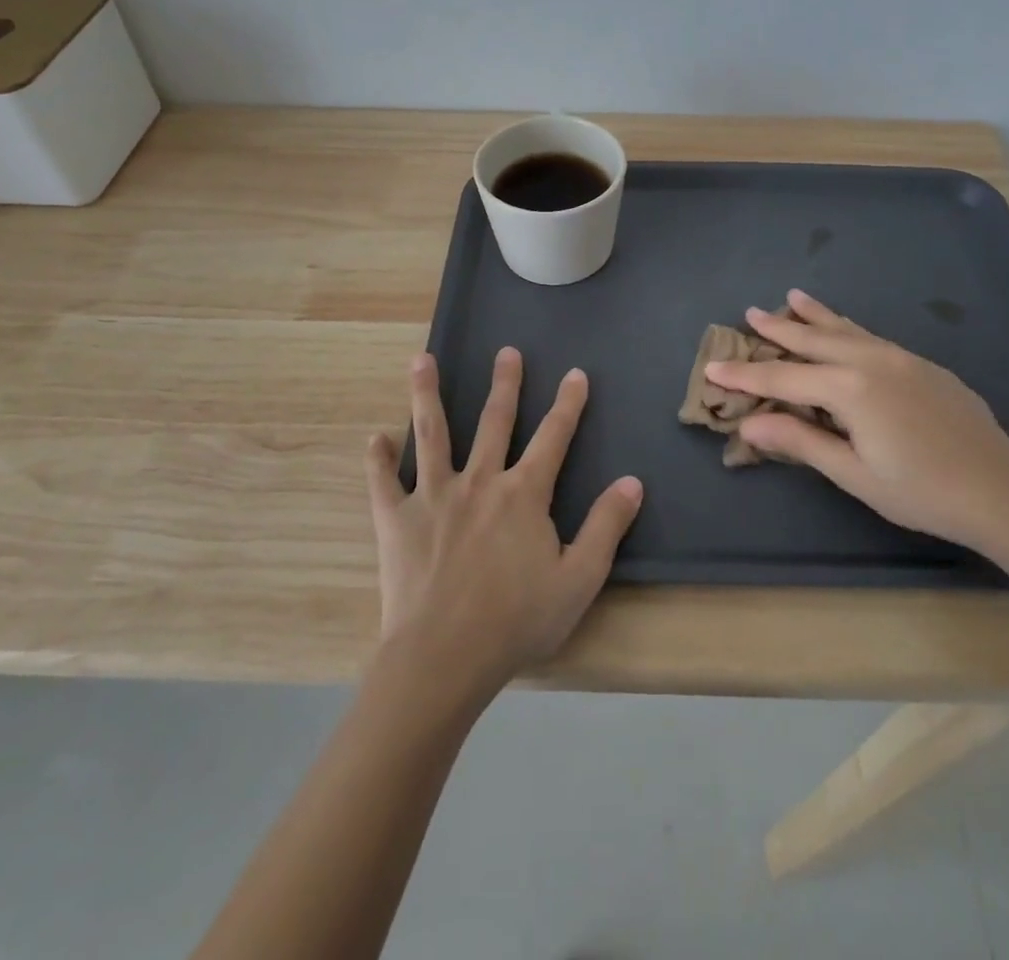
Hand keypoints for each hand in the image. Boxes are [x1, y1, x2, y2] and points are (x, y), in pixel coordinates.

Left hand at [364, 348, 643, 700]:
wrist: (445, 657)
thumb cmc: (517, 620)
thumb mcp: (578, 579)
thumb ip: (605, 527)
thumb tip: (632, 482)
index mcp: (524, 494)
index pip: (553, 437)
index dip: (568, 404)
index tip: (574, 374)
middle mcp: (480, 481)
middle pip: (495, 421)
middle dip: (505, 384)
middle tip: (507, 351)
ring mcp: (434, 496)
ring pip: (432, 434)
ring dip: (427, 395)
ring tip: (421, 360)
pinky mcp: (397, 519)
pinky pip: (384, 482)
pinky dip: (378, 458)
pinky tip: (375, 437)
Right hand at [704, 290, 1008, 551]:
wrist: (1002, 490)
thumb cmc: (921, 492)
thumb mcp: (854, 473)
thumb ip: (801, 441)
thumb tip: (748, 422)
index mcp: (850, 388)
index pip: (783, 376)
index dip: (745, 375)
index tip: (712, 368)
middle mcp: (872, 360)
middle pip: (813, 340)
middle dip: (778, 328)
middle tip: (749, 312)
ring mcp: (901, 358)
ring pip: (846, 329)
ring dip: (815, 316)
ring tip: (792, 298)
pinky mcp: (923, 365)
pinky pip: (872, 338)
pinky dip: (848, 328)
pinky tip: (846, 330)